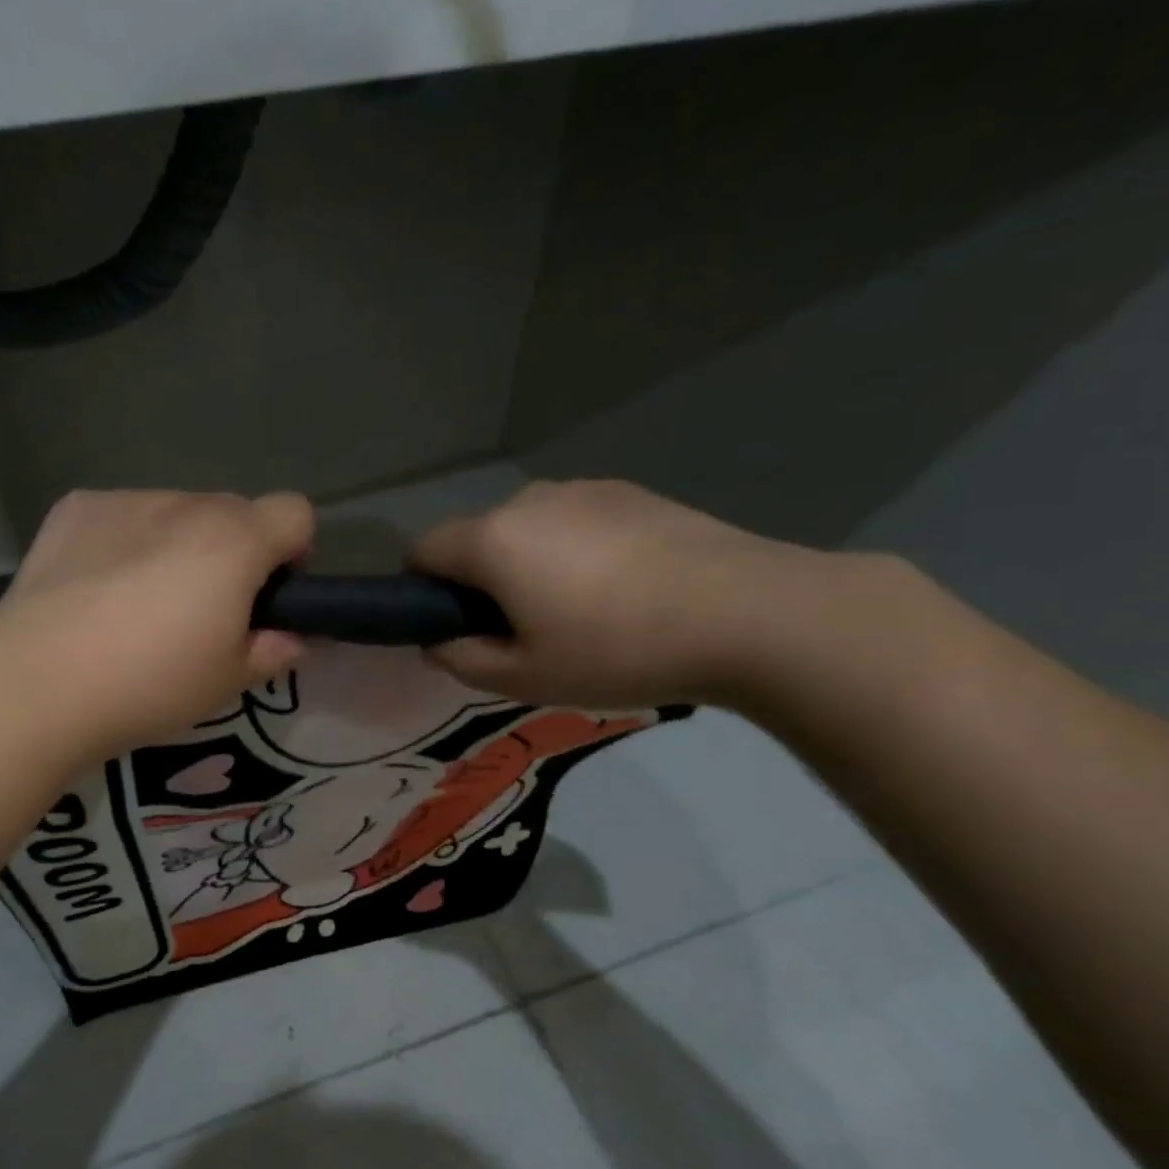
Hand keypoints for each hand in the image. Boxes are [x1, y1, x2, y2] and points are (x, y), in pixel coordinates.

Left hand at [0, 489, 313, 760]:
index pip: (295, 512)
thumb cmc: (149, 684)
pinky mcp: (75, 509)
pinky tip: (95, 590)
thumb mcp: (228, 682)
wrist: (37, 683)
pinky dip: (125, 543)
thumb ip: (273, 651)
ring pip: (175, 513)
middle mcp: (185, 504)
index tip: (267, 597)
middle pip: (233, 512)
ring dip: (177, 545)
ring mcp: (125, 500)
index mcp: (234, 542)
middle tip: (201, 612)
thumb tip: (289, 638)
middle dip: (233, 552)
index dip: (292, 552)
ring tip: (137, 604)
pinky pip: (123, 517)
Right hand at [412, 479, 840, 708]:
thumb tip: (437, 642)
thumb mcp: (525, 678)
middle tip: (519, 631)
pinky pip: (573, 521)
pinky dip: (573, 549)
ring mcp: (582, 490)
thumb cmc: (617, 650)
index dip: (421, 589)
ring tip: (578, 610)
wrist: (747, 614)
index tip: (449, 625)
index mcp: (492, 540)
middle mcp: (527, 501)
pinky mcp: (629, 492)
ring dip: (527, 562)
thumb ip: (462, 660)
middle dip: (479, 579)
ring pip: (526, 527)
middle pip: (476, 538)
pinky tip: (620, 588)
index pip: (424, 551)